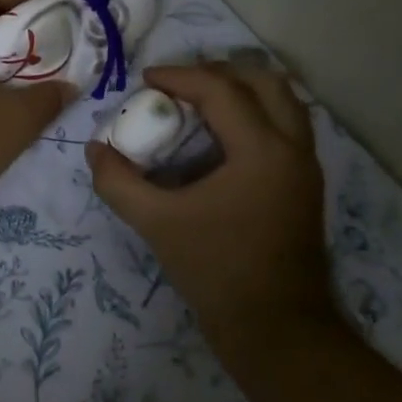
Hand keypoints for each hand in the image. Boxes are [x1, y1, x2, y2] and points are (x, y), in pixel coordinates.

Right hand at [87, 59, 334, 335]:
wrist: (276, 328)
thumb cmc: (216, 269)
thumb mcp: (156, 223)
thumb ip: (119, 182)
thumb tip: (96, 150)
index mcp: (262, 150)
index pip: (221, 90)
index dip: (179, 76)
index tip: (145, 80)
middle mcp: (293, 148)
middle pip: (264, 82)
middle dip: (218, 73)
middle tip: (177, 84)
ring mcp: (305, 168)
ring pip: (283, 103)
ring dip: (241, 91)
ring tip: (199, 103)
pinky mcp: (304, 187)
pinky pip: (285, 128)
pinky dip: (254, 115)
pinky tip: (219, 138)